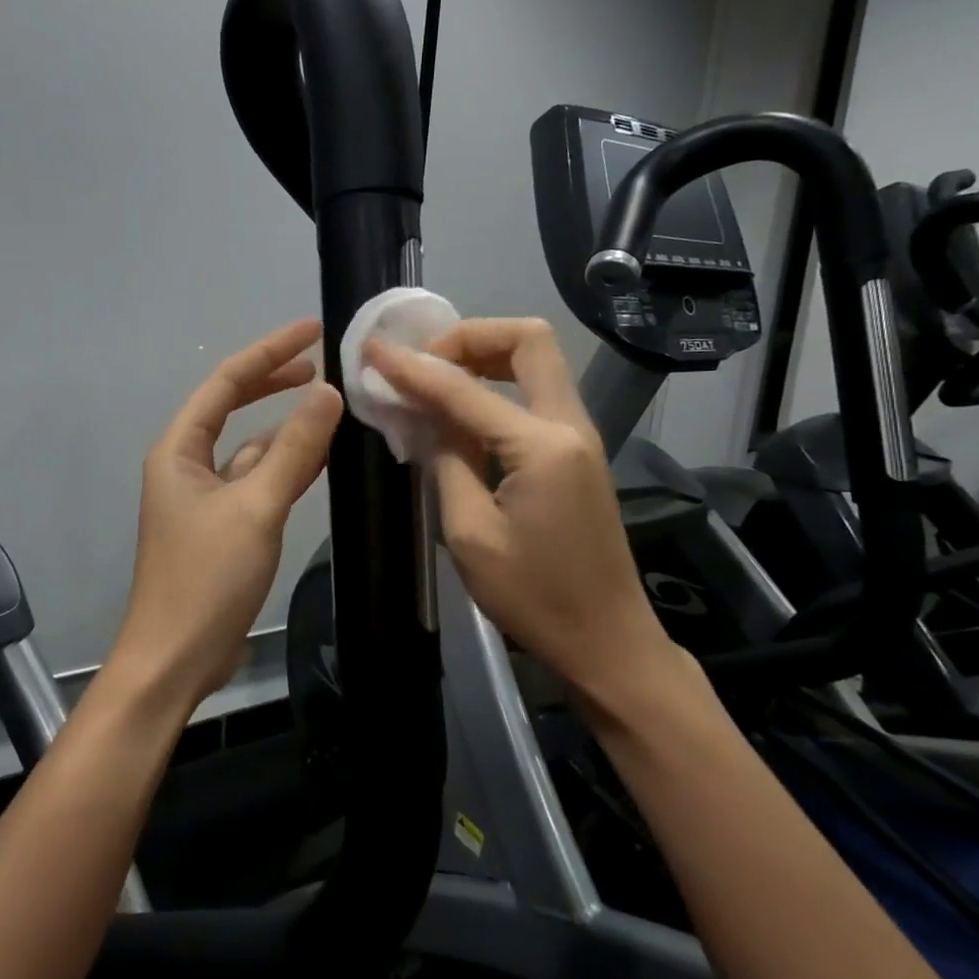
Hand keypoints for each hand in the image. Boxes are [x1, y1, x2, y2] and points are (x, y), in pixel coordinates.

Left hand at [109, 319, 342, 715]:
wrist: (176, 659)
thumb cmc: (206, 579)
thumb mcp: (255, 508)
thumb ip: (293, 450)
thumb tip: (328, 392)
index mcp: (180, 449)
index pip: (226, 382)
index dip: (269, 352)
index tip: (312, 332)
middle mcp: (187, 464)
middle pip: (233, 407)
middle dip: (273, 382)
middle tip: (323, 365)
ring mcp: (205, 498)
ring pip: (250, 447)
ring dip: (285, 428)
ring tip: (331, 407)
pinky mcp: (222, 526)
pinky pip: (257, 481)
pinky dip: (286, 467)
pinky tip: (320, 459)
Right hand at [365, 319, 682, 713]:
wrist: (605, 641)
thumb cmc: (534, 599)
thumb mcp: (470, 535)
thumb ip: (447, 462)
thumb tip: (427, 416)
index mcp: (542, 446)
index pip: (464, 388)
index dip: (413, 366)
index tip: (373, 350)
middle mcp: (569, 425)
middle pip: (528, 340)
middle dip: (469, 337)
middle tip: (423, 364)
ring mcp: (579, 436)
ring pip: (536, 361)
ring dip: (483, 357)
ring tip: (434, 382)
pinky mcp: (576, 452)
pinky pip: (535, 393)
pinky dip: (496, 386)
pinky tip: (460, 413)